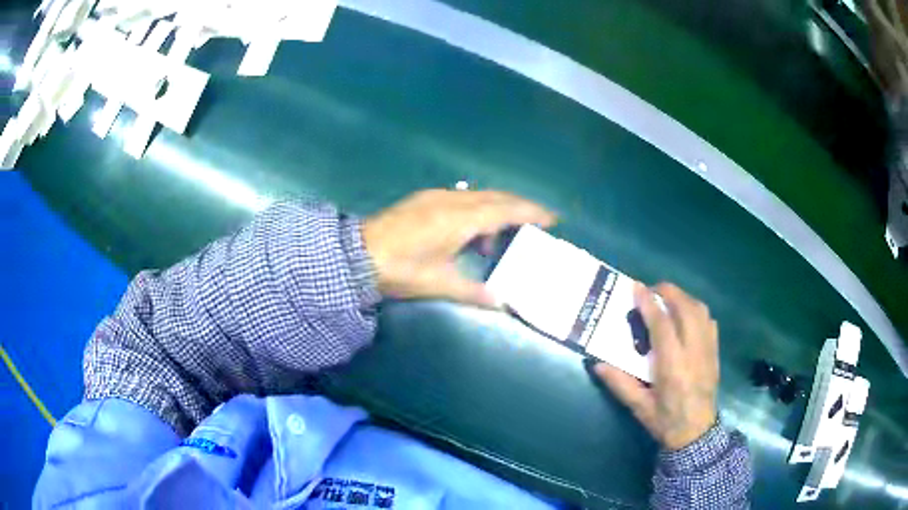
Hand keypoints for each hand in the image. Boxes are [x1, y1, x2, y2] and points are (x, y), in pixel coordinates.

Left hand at [362, 189, 555, 306]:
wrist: (356, 255)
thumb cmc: (401, 269)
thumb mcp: (439, 284)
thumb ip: (474, 293)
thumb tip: (501, 304)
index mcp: (461, 218)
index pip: (507, 209)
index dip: (532, 212)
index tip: (552, 219)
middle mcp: (453, 199)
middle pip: (496, 197)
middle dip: (519, 208)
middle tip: (535, 225)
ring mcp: (436, 196)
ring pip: (478, 196)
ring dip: (495, 212)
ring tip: (495, 241)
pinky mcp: (423, 199)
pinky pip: (462, 198)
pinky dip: (475, 211)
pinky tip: (468, 234)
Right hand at [595, 283, 718, 450]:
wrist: (697, 433)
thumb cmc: (665, 421)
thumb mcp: (639, 407)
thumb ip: (619, 384)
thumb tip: (597, 364)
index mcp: (673, 367)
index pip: (662, 325)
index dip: (649, 304)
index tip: (637, 287)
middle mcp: (693, 352)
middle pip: (686, 309)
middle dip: (669, 292)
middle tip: (652, 290)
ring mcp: (708, 350)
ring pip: (700, 311)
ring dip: (684, 298)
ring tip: (668, 299)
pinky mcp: (715, 353)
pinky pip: (709, 322)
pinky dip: (697, 311)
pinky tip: (687, 316)